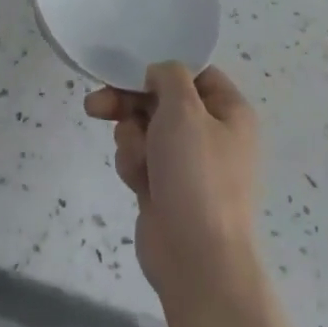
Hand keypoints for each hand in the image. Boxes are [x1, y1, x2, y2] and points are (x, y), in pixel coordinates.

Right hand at [85, 64, 260, 298]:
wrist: (196, 258)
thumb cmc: (196, 174)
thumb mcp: (183, 109)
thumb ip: (169, 76)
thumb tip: (159, 76)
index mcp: (230, 111)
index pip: (195, 72)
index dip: (163, 68)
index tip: (133, 68)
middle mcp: (211, 132)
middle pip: (161, 99)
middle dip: (128, 103)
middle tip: (98, 105)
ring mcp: (187, 162)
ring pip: (144, 128)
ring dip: (131, 138)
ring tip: (136, 159)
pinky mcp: (164, 186)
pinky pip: (139, 158)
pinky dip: (133, 164)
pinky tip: (137, 182)